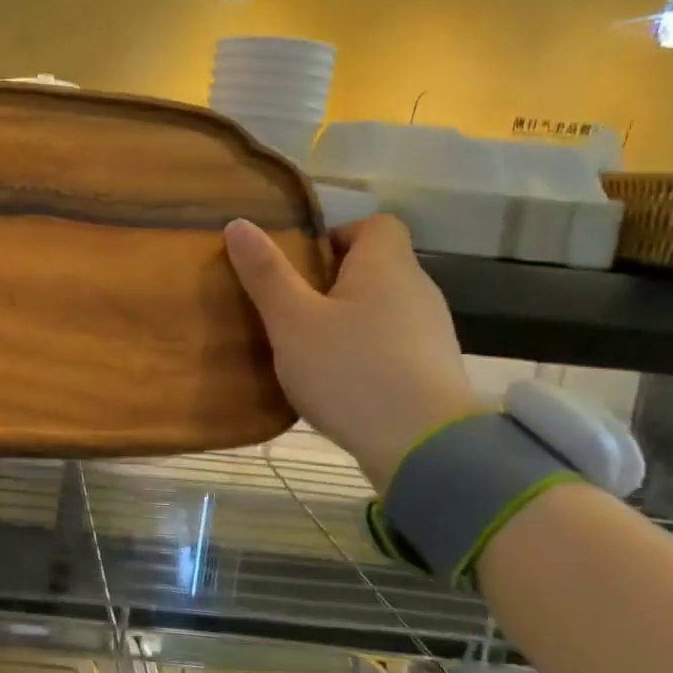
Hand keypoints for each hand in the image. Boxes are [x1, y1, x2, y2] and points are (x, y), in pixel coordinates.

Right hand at [225, 214, 480, 489]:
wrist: (424, 448)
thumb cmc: (350, 370)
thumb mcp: (292, 321)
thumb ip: (265, 273)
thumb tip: (239, 224)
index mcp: (386, 266)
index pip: (375, 224)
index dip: (337, 235)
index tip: (301, 264)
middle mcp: (418, 290)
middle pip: (376, 267)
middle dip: (332, 280)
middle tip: (291, 307)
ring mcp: (431, 332)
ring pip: (382, 307)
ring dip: (348, 318)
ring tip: (309, 347)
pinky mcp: (434, 371)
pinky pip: (393, 343)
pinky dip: (366, 351)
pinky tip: (340, 381)